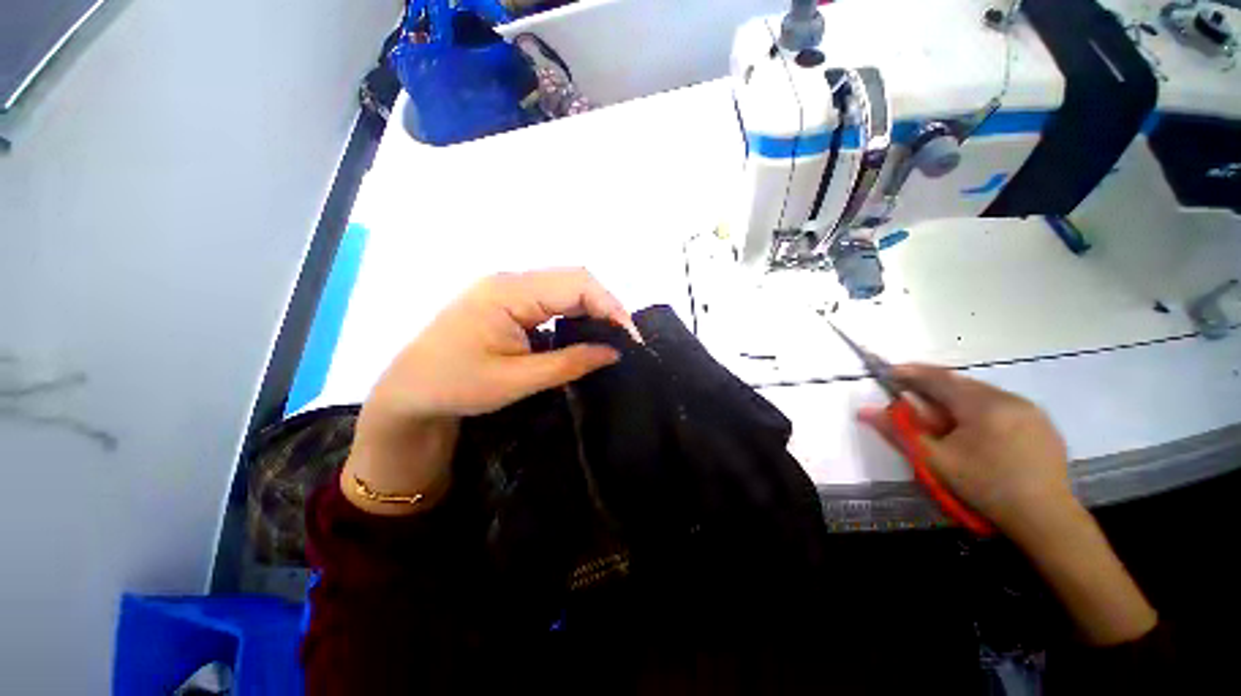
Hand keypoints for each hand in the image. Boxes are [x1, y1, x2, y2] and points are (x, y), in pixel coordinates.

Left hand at [343, 269, 638, 514]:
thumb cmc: (457, 386)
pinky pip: (550, 298)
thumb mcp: (518, 379)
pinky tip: (582, 332)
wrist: (409, 391)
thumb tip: (614, 351)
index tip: (632, 337)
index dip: (611, 307)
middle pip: (573, 279)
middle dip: (606, 306)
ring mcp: (507, 288)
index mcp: (509, 292)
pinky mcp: (507, 300)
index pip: (576, 285)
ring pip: (564, 287)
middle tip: (625, 339)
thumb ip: (571, 362)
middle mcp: (510, 280)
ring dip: (591, 308)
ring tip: (609, 336)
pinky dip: (573, 313)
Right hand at [860, 365, 1156, 644]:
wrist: (1046, 518)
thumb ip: (899, 431)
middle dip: (933, 388)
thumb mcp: (934, 461)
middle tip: (913, 401)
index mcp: (982, 404)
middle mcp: (1008, 398)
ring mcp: (1030, 409)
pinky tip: (975, 432)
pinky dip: (979, 410)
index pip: (938, 378)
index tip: (889, 372)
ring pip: (981, 394)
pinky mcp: (1042, 423)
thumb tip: (864, 411)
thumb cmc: (985, 487)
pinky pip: (1001, 405)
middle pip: (960, 384)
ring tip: (942, 420)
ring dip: (956, 400)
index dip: (911, 373)